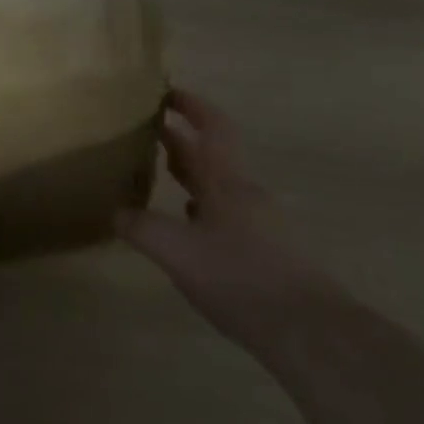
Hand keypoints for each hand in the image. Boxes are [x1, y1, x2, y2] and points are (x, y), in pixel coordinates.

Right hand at [118, 89, 332, 343]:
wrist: (309, 330)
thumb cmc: (240, 277)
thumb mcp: (177, 252)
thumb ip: (142, 228)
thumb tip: (115, 212)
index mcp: (227, 182)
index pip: (212, 127)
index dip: (191, 105)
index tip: (167, 92)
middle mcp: (246, 194)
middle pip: (212, 155)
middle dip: (181, 140)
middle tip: (148, 131)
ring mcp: (261, 224)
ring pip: (220, 186)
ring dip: (192, 174)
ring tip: (161, 173)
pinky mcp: (268, 252)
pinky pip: (228, 215)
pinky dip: (204, 208)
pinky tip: (189, 226)